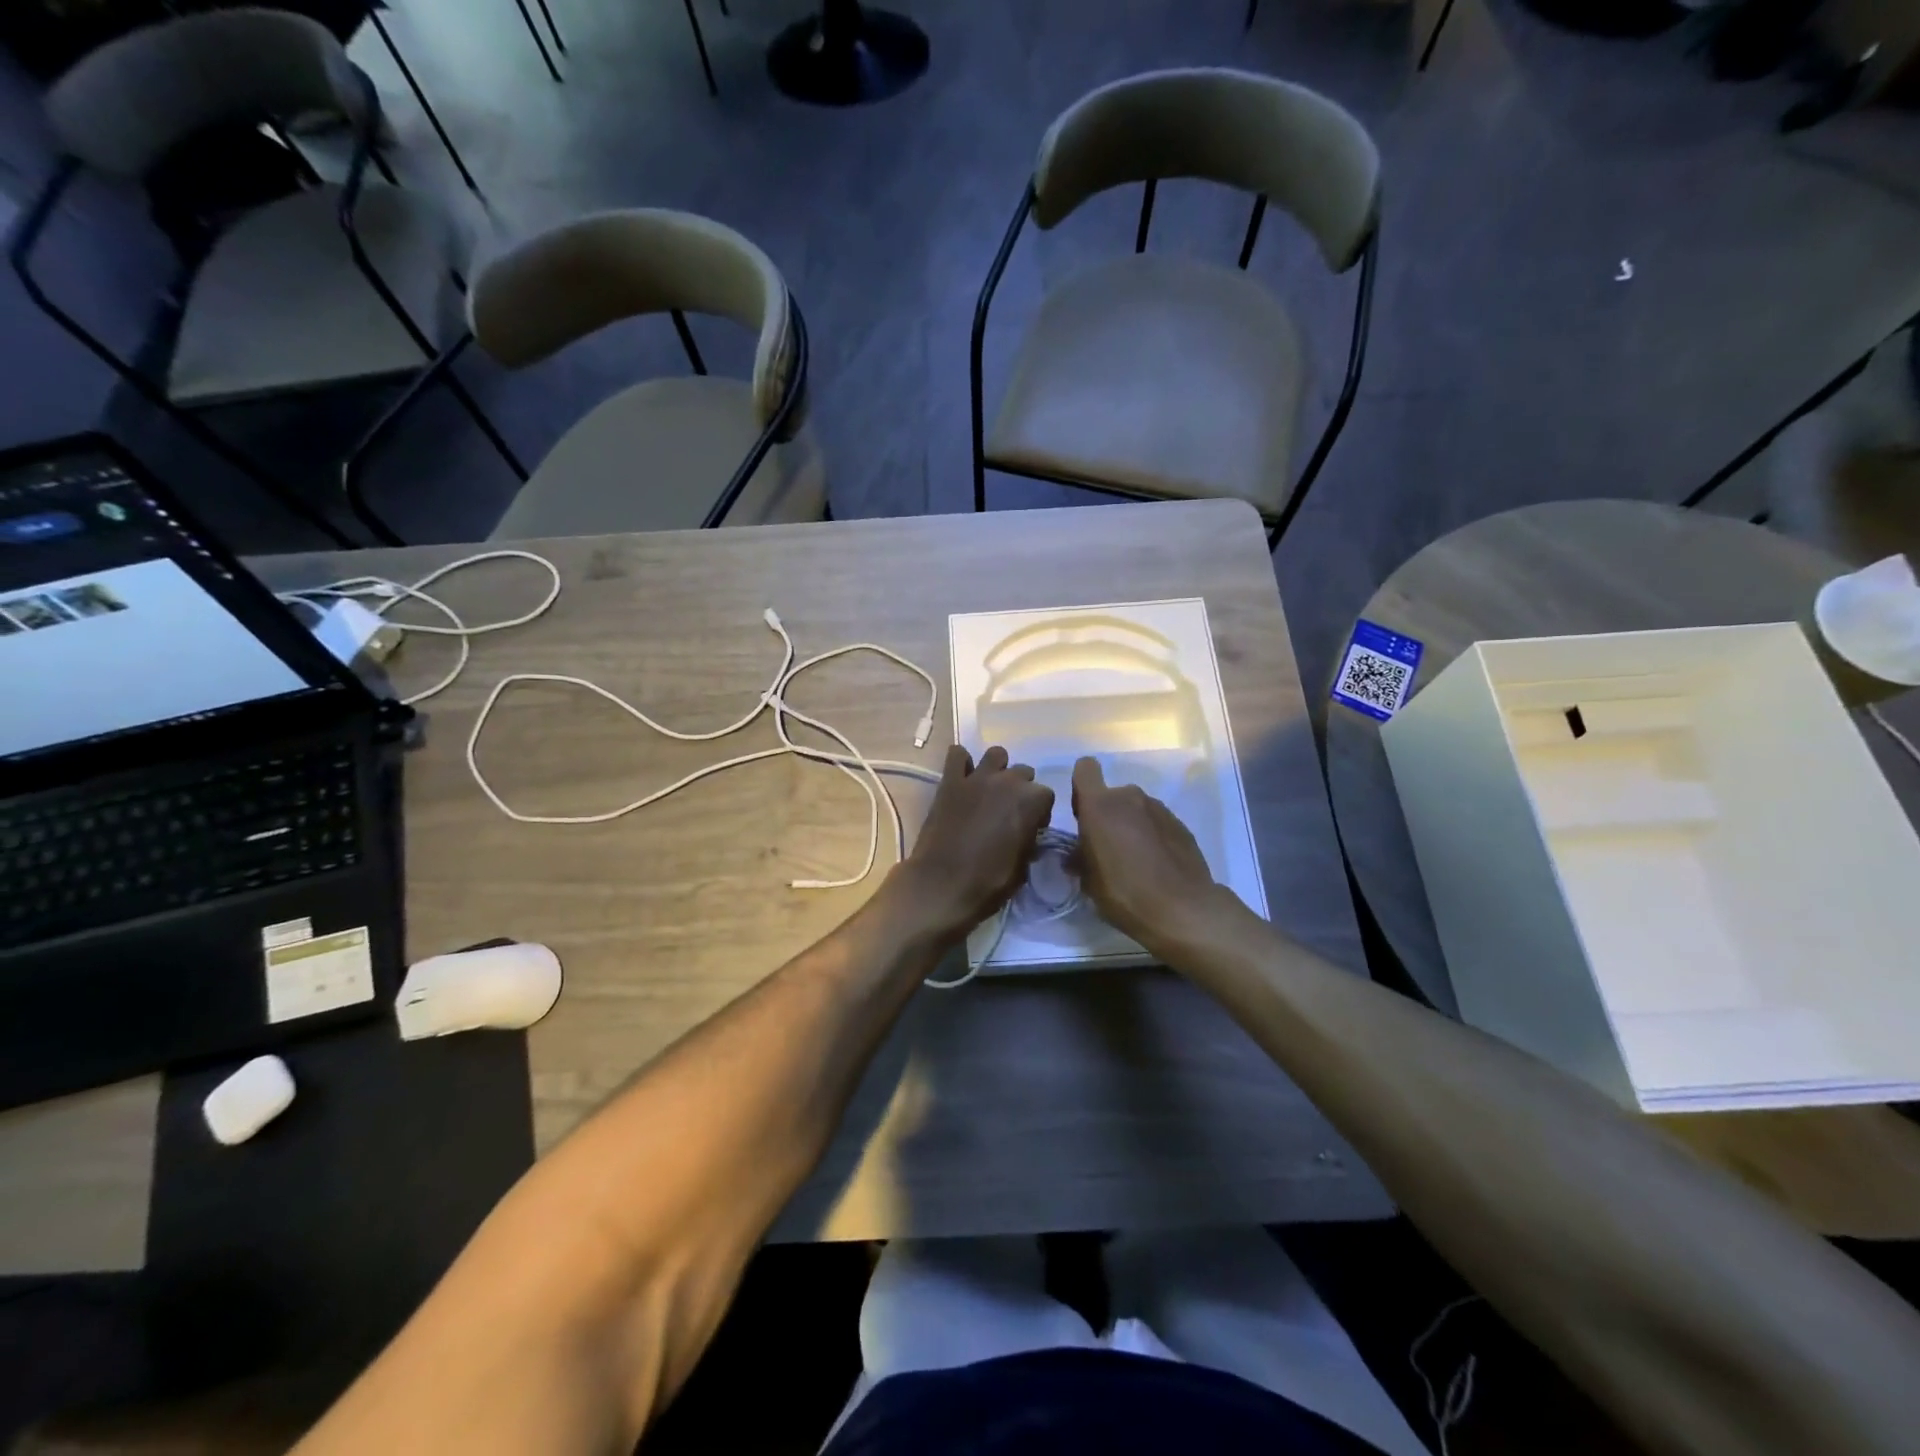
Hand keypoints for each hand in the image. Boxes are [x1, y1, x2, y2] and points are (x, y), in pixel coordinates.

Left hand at [891, 745, 1054, 945]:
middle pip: (1023, 773)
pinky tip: (961, 778)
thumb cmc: (989, 882)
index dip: (1039, 812)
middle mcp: (1007, 781)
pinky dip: (961, 763)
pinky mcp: (950, 781)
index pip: (1046, 795)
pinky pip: (957, 755)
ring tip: (988, 791)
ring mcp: (977, 778)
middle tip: (1008, 812)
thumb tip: (1027, 834)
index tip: (1031, 828)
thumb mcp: (1023, 868)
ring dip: (997, 769)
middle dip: (1020, 789)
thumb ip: (1029, 840)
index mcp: (1031, 801)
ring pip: (996, 755)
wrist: (943, 885)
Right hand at [1071, 756, 1235, 955]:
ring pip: (1136, 809)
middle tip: (1109, 849)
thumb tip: (1078, 855)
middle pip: (1112, 795)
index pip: (1085, 769)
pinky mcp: (1181, 824)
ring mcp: (1159, 808)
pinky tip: (1156, 865)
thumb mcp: (1088, 880)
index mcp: (1100, 805)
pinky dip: (1153, 837)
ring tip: (1135, 861)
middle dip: (1108, 815)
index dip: (1081, 787)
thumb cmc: (1124, 891)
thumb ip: (1080, 857)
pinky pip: (1157, 823)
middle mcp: (1129, 797)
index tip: (1083, 814)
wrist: (1182, 908)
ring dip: (1131, 826)